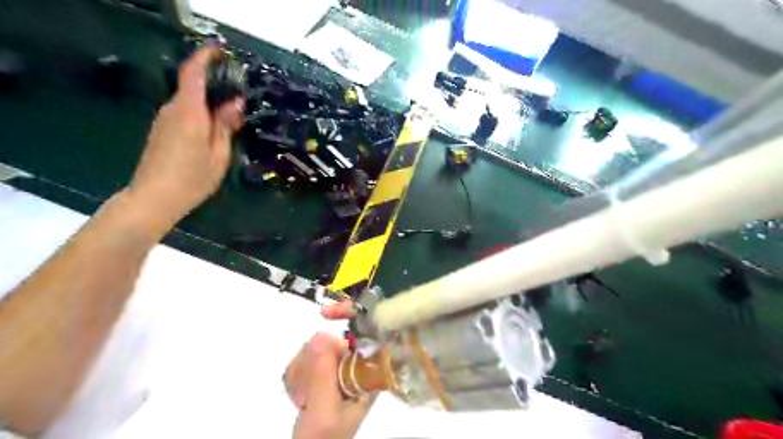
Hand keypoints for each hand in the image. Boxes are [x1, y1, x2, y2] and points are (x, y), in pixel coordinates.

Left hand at [125, 46, 242, 233]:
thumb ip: (225, 125)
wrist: (154, 197)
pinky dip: (200, 113)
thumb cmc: (192, 177)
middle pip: (192, 86)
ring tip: (231, 115)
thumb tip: (235, 103)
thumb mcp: (219, 153)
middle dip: (214, 84)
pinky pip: (184, 113)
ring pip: (189, 101)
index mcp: (189, 112)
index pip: (194, 73)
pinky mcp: (162, 130)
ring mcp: (164, 120)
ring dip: (208, 101)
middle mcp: (173, 110)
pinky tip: (214, 129)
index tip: (220, 50)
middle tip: (238, 95)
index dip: (205, 57)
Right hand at [285, 302, 375, 438]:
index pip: (368, 330)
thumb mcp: (325, 412)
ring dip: (302, 372)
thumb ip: (323, 376)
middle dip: (312, 362)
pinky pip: (304, 357)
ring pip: (314, 347)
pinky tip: (299, 395)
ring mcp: (339, 366)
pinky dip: (296, 375)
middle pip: (331, 338)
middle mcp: (357, 364)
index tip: (324, 314)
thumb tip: (321, 335)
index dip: (350, 312)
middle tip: (306, 392)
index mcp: (370, 371)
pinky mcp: (324, 369)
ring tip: (303, 399)